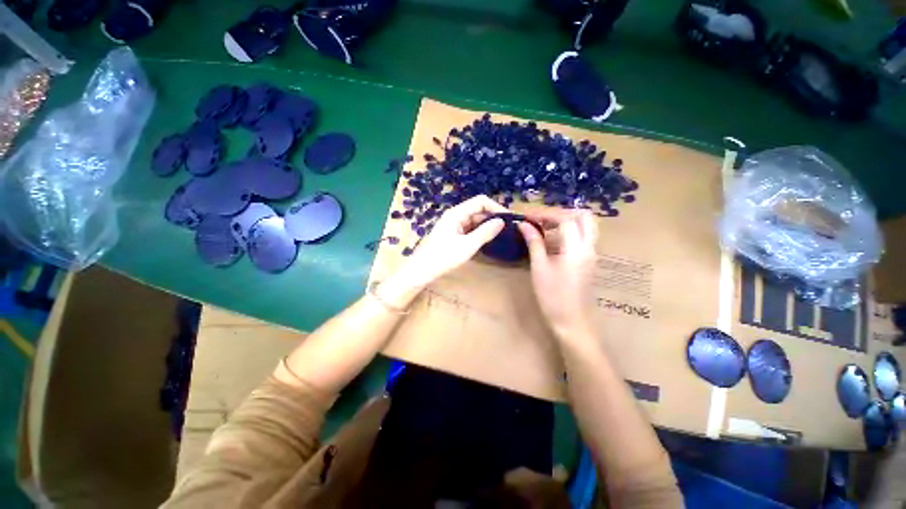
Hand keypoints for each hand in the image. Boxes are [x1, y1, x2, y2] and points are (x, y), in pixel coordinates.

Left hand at [395, 195, 507, 289]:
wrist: (421, 270)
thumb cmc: (443, 257)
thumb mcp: (467, 246)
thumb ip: (485, 232)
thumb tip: (502, 221)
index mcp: (457, 213)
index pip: (480, 201)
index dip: (496, 207)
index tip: (509, 219)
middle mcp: (455, 215)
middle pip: (478, 210)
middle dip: (493, 217)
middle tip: (508, 229)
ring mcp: (453, 225)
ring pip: (474, 220)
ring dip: (487, 225)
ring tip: (501, 235)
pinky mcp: (453, 234)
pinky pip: (470, 229)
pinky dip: (479, 232)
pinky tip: (487, 240)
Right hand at [518, 210, 597, 338]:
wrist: (572, 321)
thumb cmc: (553, 296)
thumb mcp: (540, 267)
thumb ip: (534, 242)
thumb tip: (523, 224)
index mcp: (577, 248)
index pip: (565, 219)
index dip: (544, 214)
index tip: (527, 216)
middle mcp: (589, 247)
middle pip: (583, 216)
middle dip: (561, 212)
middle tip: (541, 218)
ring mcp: (591, 253)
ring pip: (586, 225)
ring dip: (567, 220)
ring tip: (545, 225)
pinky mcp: (588, 260)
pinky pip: (583, 236)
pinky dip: (569, 230)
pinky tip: (552, 238)